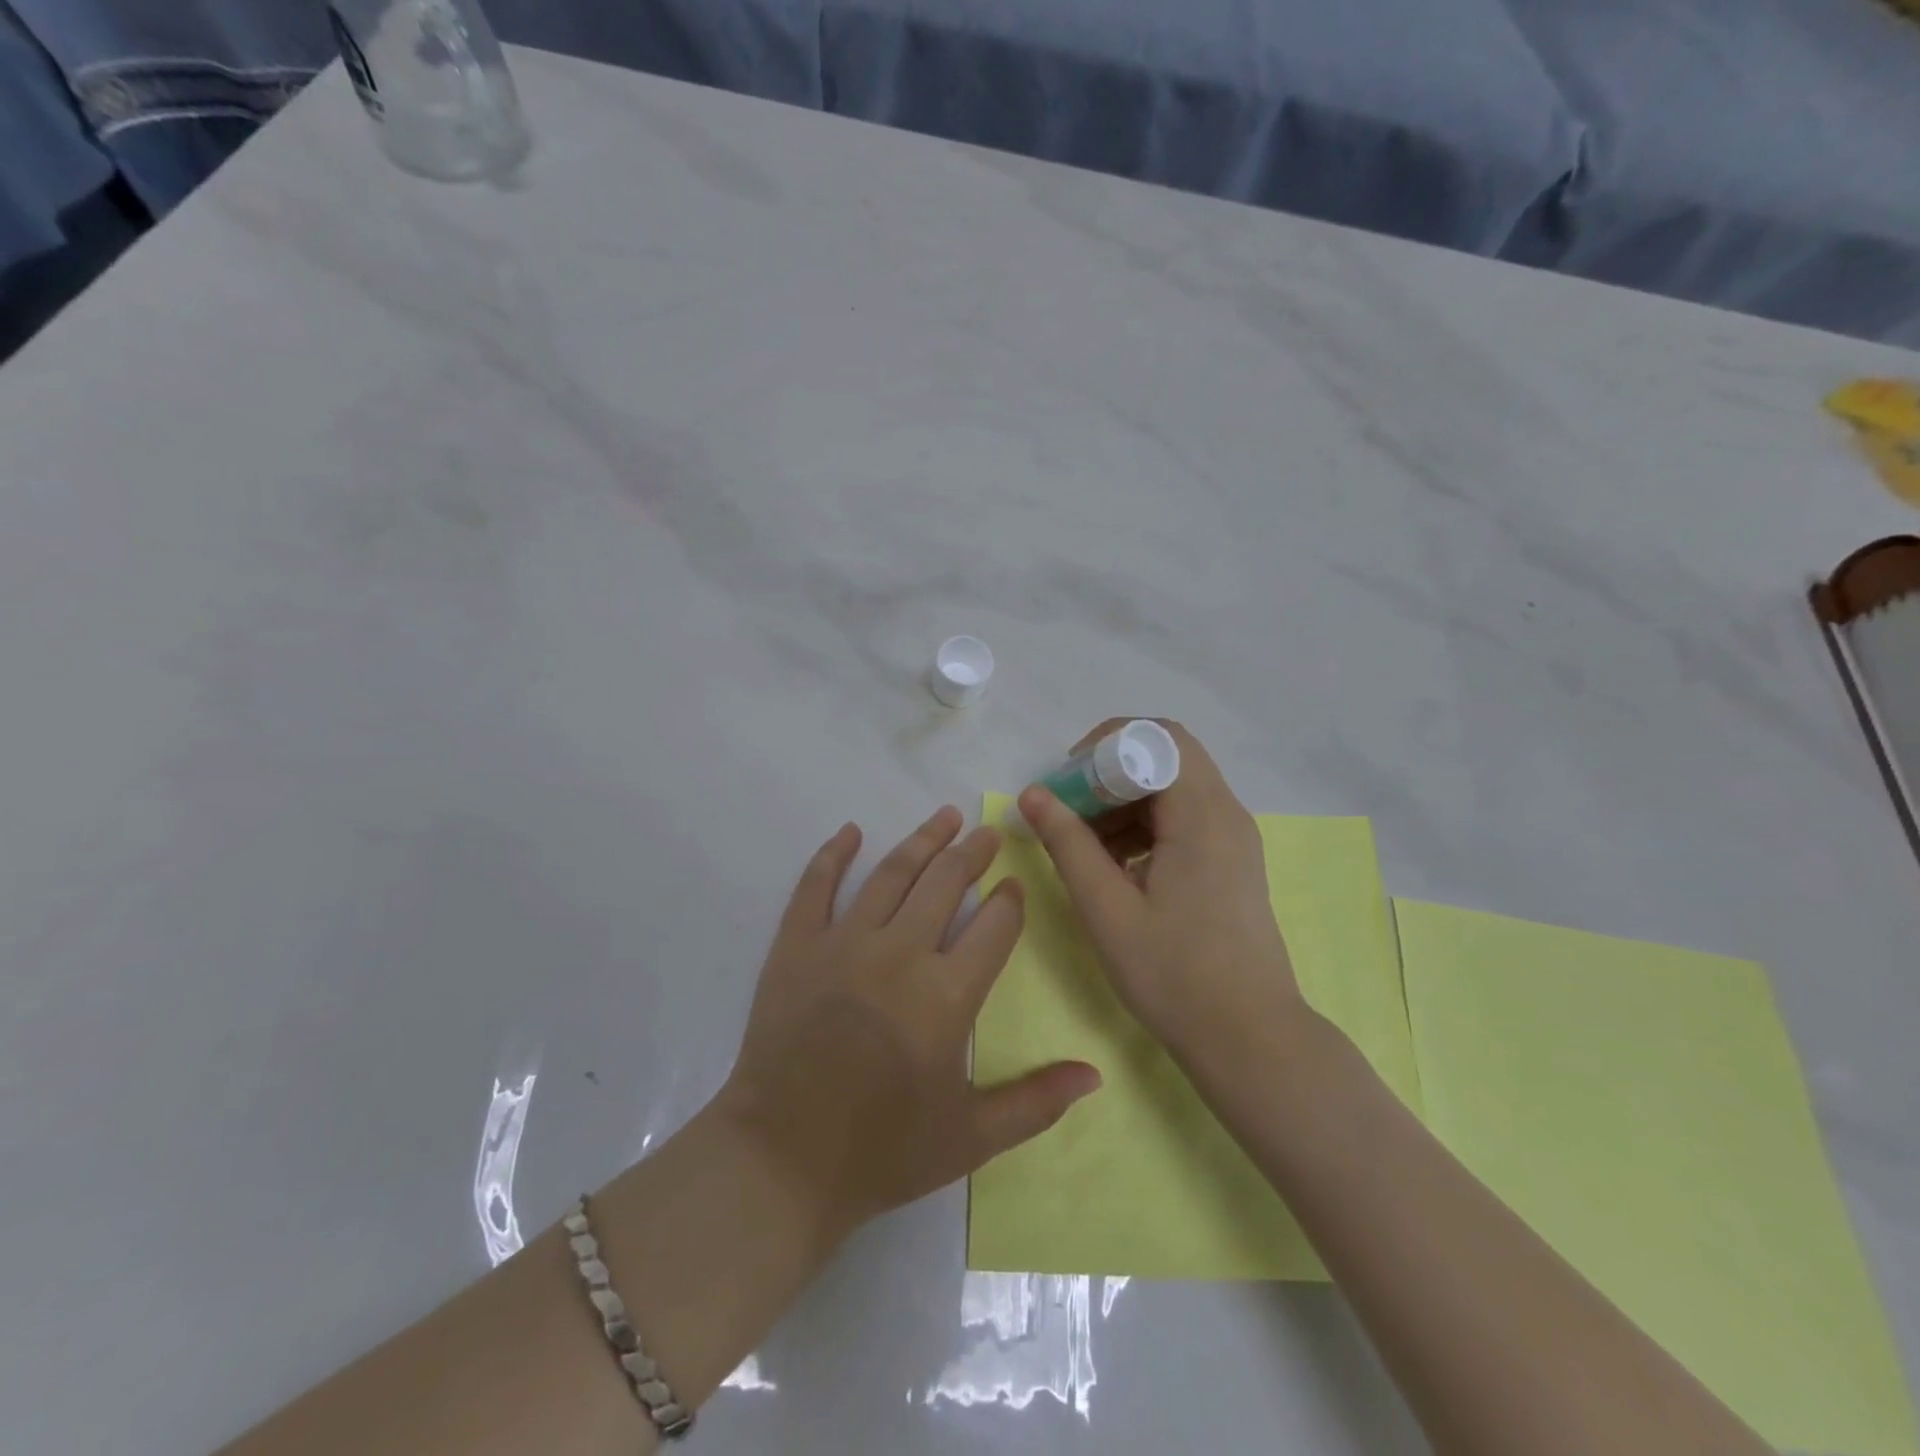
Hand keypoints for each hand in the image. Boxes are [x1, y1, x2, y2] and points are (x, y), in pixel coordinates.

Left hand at [718, 807, 1102, 1241]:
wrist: (781, 1161)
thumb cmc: (882, 1151)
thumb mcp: (972, 1137)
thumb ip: (1037, 1102)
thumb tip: (1094, 1075)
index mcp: (947, 994)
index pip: (994, 927)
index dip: (1010, 901)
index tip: (1015, 885)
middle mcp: (900, 953)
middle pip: (946, 883)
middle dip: (973, 853)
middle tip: (988, 831)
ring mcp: (843, 943)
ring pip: (891, 874)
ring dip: (921, 841)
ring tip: (943, 816)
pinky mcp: (796, 946)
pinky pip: (816, 886)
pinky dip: (834, 854)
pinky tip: (851, 832)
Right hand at [1017, 720, 1305, 1061]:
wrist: (1250, 1039)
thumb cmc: (1175, 974)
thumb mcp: (1107, 908)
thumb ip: (1068, 843)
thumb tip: (1033, 794)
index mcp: (1202, 814)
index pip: (1159, 737)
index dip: (1107, 745)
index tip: (1068, 781)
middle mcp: (1225, 813)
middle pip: (1165, 759)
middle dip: (1109, 774)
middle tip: (1068, 811)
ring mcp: (1233, 839)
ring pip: (1172, 790)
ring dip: (1123, 803)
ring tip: (1084, 846)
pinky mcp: (1230, 863)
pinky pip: (1183, 820)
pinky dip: (1144, 827)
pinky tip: (1115, 867)